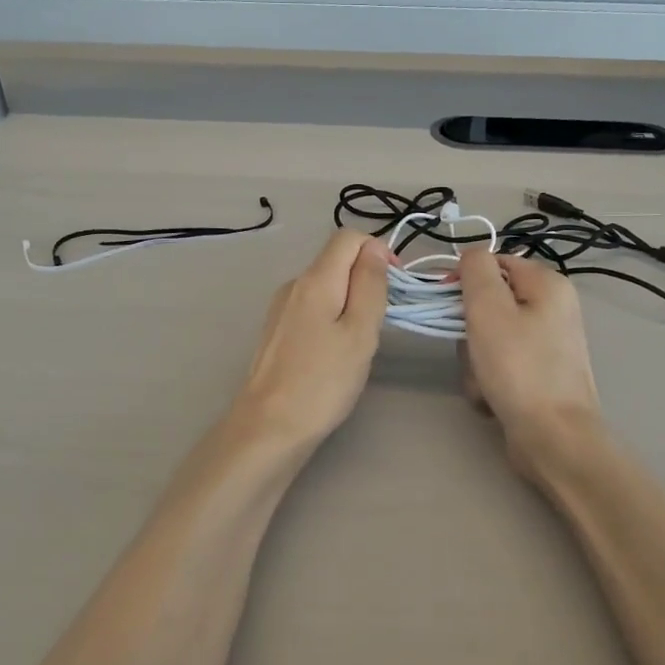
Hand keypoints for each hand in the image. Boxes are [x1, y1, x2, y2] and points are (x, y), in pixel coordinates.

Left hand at [234, 230, 390, 449]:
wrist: (269, 427)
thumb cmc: (323, 381)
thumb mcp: (360, 332)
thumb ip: (370, 285)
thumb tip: (375, 248)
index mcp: (315, 279)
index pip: (348, 237)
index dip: (377, 251)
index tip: (395, 285)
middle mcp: (293, 284)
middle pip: (336, 260)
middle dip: (365, 278)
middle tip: (381, 320)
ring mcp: (281, 307)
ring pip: (325, 285)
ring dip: (350, 300)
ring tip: (360, 341)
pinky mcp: (276, 330)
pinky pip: (312, 307)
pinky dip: (331, 316)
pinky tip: (335, 351)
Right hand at [458, 246, 601, 462]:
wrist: (553, 437)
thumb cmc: (518, 367)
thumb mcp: (488, 308)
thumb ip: (475, 270)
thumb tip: (471, 254)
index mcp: (548, 284)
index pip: (494, 263)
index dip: (465, 280)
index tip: (447, 305)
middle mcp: (553, 309)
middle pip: (489, 303)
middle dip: (469, 330)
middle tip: (472, 350)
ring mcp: (547, 344)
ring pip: (488, 338)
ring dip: (475, 360)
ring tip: (484, 382)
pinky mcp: (539, 374)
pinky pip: (500, 365)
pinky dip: (488, 380)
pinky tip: (492, 398)